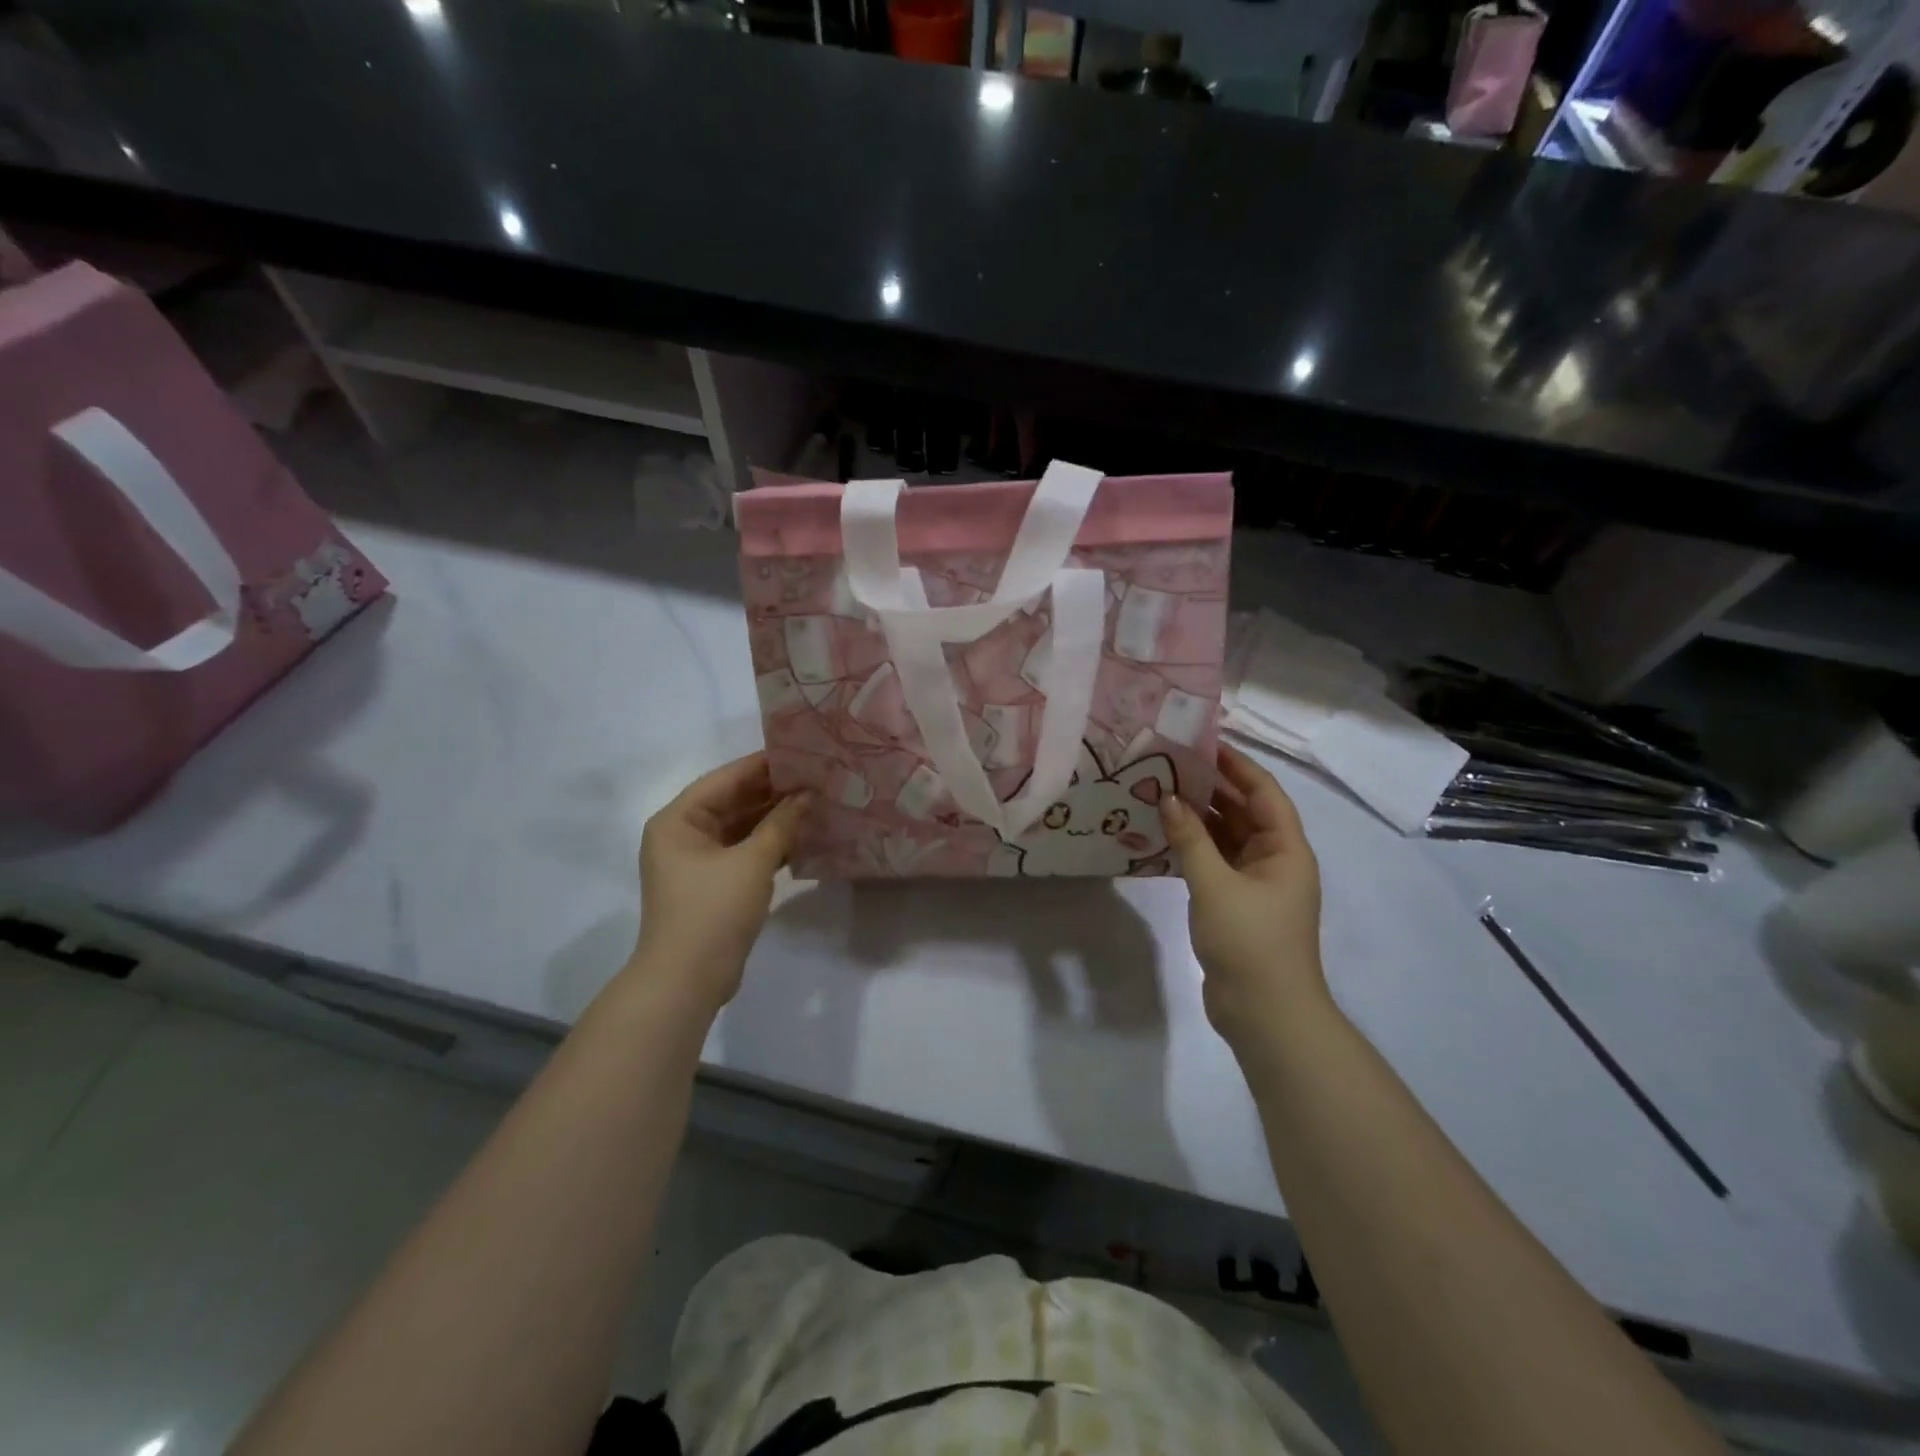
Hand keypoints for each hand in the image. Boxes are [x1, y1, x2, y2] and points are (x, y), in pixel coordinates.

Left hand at [632, 752, 809, 1010]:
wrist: (687, 981)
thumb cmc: (713, 910)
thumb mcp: (752, 862)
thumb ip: (782, 823)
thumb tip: (808, 794)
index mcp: (678, 821)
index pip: (725, 779)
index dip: (763, 765)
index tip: (801, 752)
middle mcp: (682, 835)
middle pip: (732, 802)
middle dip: (773, 793)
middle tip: (816, 778)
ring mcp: (696, 863)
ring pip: (740, 829)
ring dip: (774, 820)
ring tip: (816, 803)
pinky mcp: (712, 886)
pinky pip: (743, 853)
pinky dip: (769, 846)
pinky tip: (803, 837)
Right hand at [1162, 745, 1328, 1050]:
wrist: (1265, 1014)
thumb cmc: (1250, 941)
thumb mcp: (1215, 885)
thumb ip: (1190, 839)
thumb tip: (1168, 797)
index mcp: (1286, 849)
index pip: (1264, 791)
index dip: (1236, 764)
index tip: (1202, 741)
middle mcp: (1276, 860)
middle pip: (1245, 811)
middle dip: (1211, 788)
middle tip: (1170, 765)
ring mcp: (1256, 884)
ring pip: (1228, 837)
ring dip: (1199, 818)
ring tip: (1160, 793)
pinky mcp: (1237, 904)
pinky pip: (1216, 862)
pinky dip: (1194, 847)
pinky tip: (1163, 836)